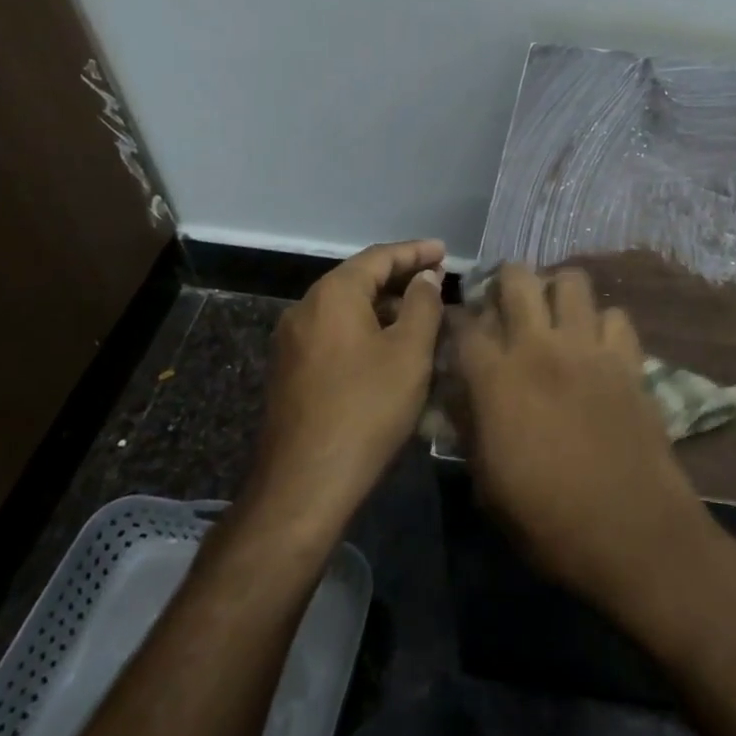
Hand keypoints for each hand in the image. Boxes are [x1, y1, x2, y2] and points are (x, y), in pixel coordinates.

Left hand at [247, 239, 445, 530]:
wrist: (304, 484)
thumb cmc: (366, 409)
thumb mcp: (409, 353)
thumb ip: (423, 305)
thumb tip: (425, 277)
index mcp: (332, 294)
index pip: (379, 257)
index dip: (416, 252)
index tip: (445, 251)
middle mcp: (304, 309)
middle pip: (359, 280)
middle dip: (400, 278)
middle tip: (438, 282)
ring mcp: (292, 342)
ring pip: (345, 309)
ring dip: (384, 307)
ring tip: (421, 315)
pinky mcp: (289, 371)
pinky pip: (334, 334)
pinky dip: (365, 329)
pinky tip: (389, 348)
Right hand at [453, 264, 714, 614]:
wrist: (632, 532)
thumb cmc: (549, 521)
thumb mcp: (488, 486)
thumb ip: (470, 428)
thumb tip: (460, 394)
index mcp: (497, 379)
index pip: (465, 324)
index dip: (457, 319)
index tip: (458, 327)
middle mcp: (540, 348)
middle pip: (518, 278)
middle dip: (506, 281)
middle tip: (507, 305)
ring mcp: (589, 348)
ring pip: (572, 282)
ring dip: (557, 291)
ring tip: (554, 315)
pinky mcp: (628, 360)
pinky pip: (616, 316)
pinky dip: (604, 323)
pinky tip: (598, 345)